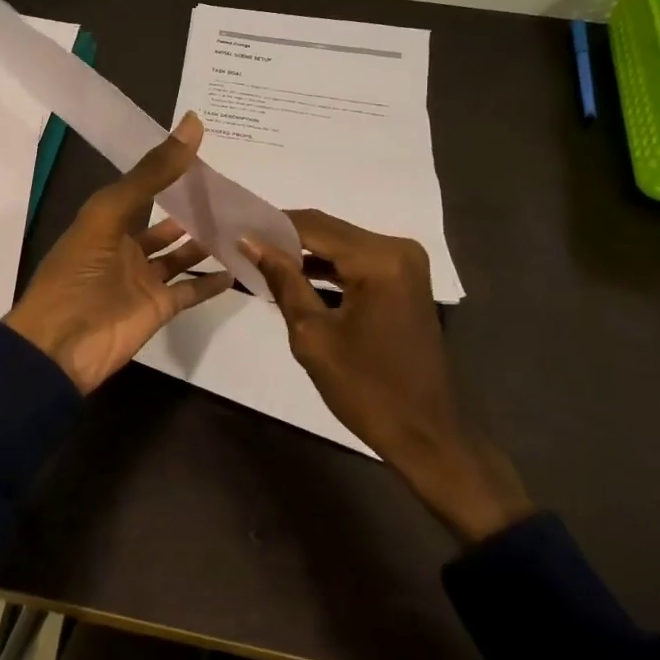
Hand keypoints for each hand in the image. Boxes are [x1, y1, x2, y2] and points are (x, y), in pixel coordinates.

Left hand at [5, 113, 234, 393]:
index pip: (144, 188)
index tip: (207, 152)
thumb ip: (151, 173)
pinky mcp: (158, 309)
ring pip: (180, 255)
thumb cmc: (77, 272)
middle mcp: (126, 246)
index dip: (170, 170)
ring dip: (206, 242)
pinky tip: (238, 268)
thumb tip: (192, 124)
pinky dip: (211, 282)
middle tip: (233, 190)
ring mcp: (143, 279)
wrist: (60, 345)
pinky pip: (190, 290)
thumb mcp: (109, 213)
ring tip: (242, 223)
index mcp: (107, 220)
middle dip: (193, 208)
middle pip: (166, 223)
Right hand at [242, 210, 533, 544]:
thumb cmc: (365, 389)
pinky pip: (356, 261)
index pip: (313, 226)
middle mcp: (397, 249)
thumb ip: (283, 280)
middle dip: (285, 237)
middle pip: (328, 230)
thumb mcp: (312, 335)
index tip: (235, 230)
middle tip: (244, 245)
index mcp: (379, 260)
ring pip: (340, 244)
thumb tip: (250, 242)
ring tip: (261, 259)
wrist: (424, 433)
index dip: (271, 226)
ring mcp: (405, 263)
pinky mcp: (404, 279)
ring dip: (304, 252)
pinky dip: (326, 267)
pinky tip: (294, 276)